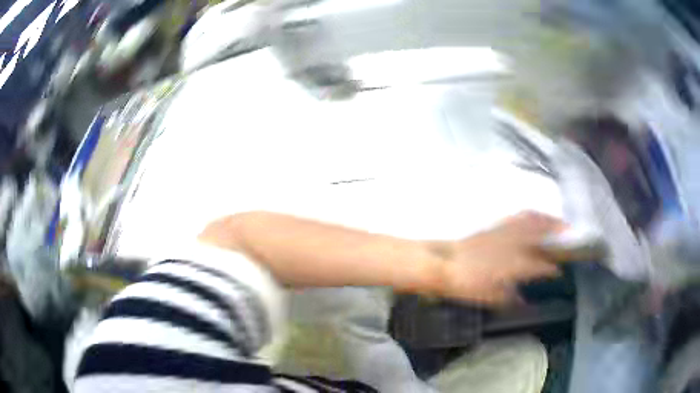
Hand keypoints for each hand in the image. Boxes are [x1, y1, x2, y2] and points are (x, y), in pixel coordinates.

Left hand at [427, 211, 566, 306]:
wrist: (443, 264)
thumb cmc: (465, 285)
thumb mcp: (488, 298)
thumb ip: (510, 298)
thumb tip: (524, 301)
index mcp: (511, 267)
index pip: (538, 265)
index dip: (550, 268)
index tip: (559, 270)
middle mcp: (511, 245)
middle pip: (539, 234)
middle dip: (557, 232)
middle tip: (571, 234)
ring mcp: (504, 233)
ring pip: (531, 221)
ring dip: (548, 220)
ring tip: (559, 221)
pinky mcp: (496, 226)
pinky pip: (518, 216)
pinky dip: (532, 215)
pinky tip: (536, 215)